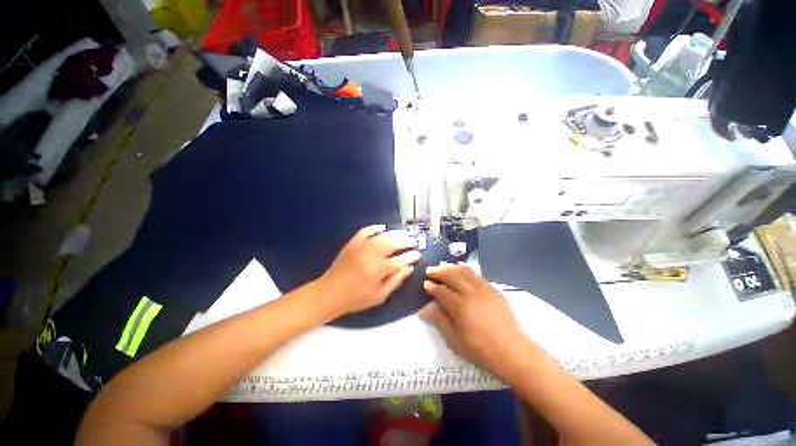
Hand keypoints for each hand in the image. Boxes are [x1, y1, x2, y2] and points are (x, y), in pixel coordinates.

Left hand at [316, 225, 420, 318]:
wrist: (330, 293)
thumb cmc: (356, 298)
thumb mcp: (379, 296)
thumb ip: (396, 281)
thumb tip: (410, 268)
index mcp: (379, 270)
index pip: (400, 260)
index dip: (411, 256)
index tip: (418, 254)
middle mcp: (372, 255)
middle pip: (393, 243)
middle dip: (406, 241)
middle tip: (413, 241)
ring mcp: (361, 247)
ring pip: (382, 236)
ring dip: (395, 233)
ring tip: (404, 234)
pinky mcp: (353, 243)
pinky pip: (366, 231)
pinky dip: (375, 228)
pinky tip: (383, 228)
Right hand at [420, 262, 533, 380]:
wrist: (513, 353)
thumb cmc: (481, 351)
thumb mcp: (455, 341)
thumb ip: (439, 321)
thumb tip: (423, 308)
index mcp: (460, 307)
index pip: (441, 291)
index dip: (431, 286)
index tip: (424, 283)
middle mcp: (471, 293)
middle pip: (451, 276)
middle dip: (438, 271)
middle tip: (429, 270)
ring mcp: (483, 289)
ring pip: (464, 271)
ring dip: (451, 267)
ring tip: (442, 265)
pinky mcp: (492, 289)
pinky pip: (476, 274)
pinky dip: (465, 268)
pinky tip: (460, 268)